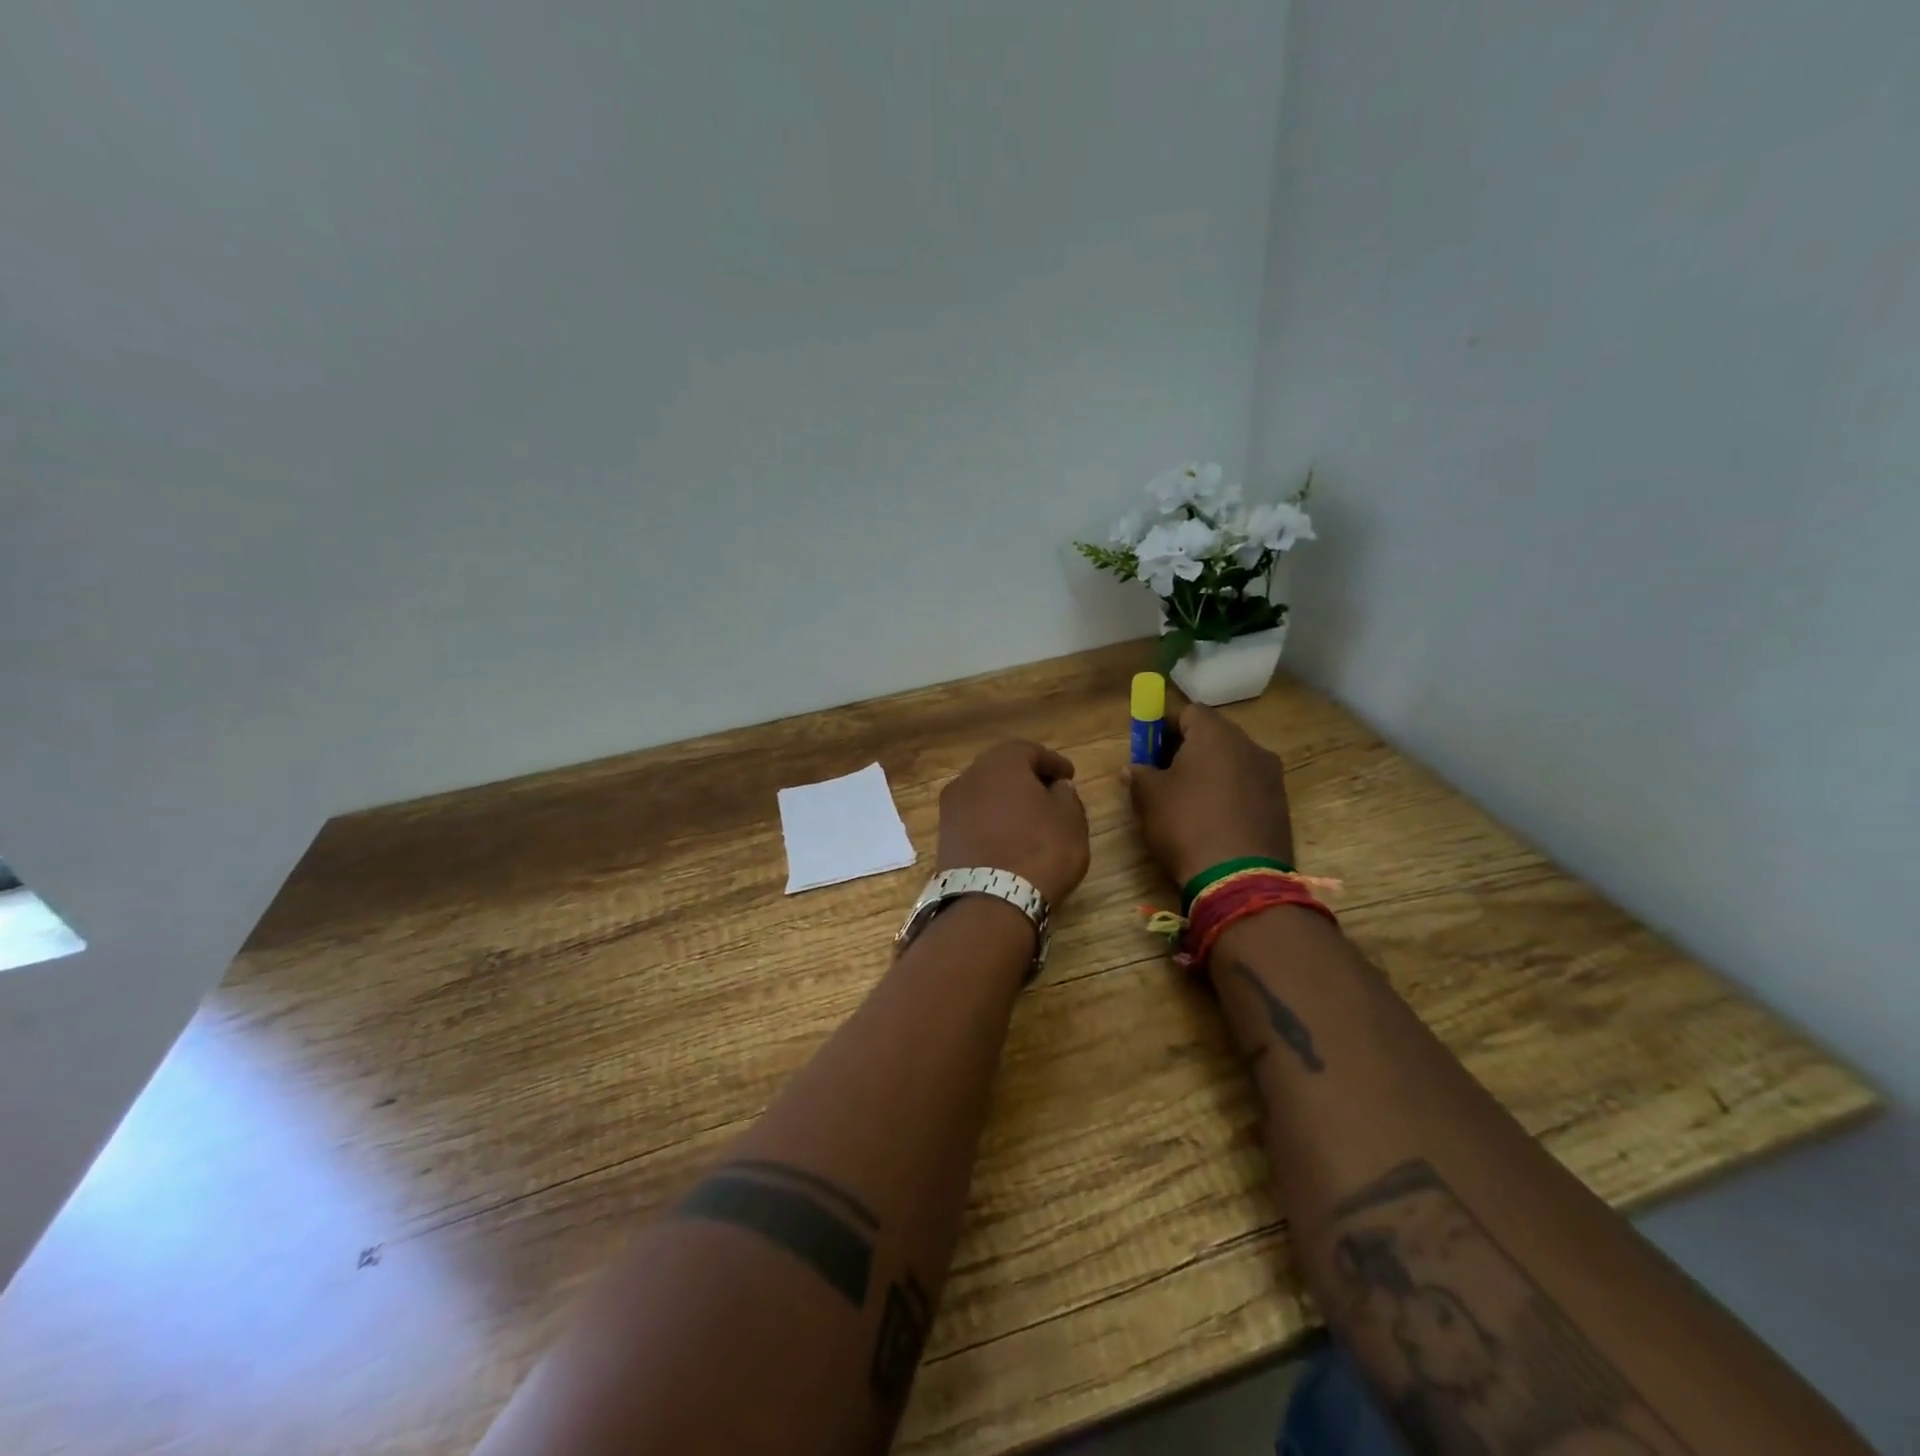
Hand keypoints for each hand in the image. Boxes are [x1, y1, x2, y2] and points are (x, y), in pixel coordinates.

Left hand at [936, 740, 1090, 908]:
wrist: (990, 901)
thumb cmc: (1040, 850)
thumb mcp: (1070, 821)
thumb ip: (1067, 797)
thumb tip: (1057, 788)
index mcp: (1000, 762)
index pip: (1029, 750)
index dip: (1053, 762)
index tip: (1069, 776)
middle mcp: (969, 777)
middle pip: (1001, 769)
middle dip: (1026, 778)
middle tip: (1050, 793)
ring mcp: (951, 807)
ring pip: (984, 794)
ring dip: (1006, 801)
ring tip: (1031, 819)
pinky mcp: (944, 836)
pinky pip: (974, 818)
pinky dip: (992, 821)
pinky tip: (1009, 838)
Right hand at [1125, 703, 1294, 886]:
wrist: (1240, 879)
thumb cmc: (1186, 825)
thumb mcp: (1149, 798)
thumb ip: (1139, 774)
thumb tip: (1134, 768)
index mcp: (1216, 734)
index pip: (1187, 711)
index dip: (1163, 726)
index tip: (1147, 749)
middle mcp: (1249, 745)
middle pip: (1213, 734)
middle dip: (1187, 748)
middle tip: (1163, 773)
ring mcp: (1271, 775)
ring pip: (1232, 760)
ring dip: (1210, 771)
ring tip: (1188, 800)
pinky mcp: (1280, 804)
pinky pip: (1247, 785)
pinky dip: (1229, 793)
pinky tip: (1212, 819)